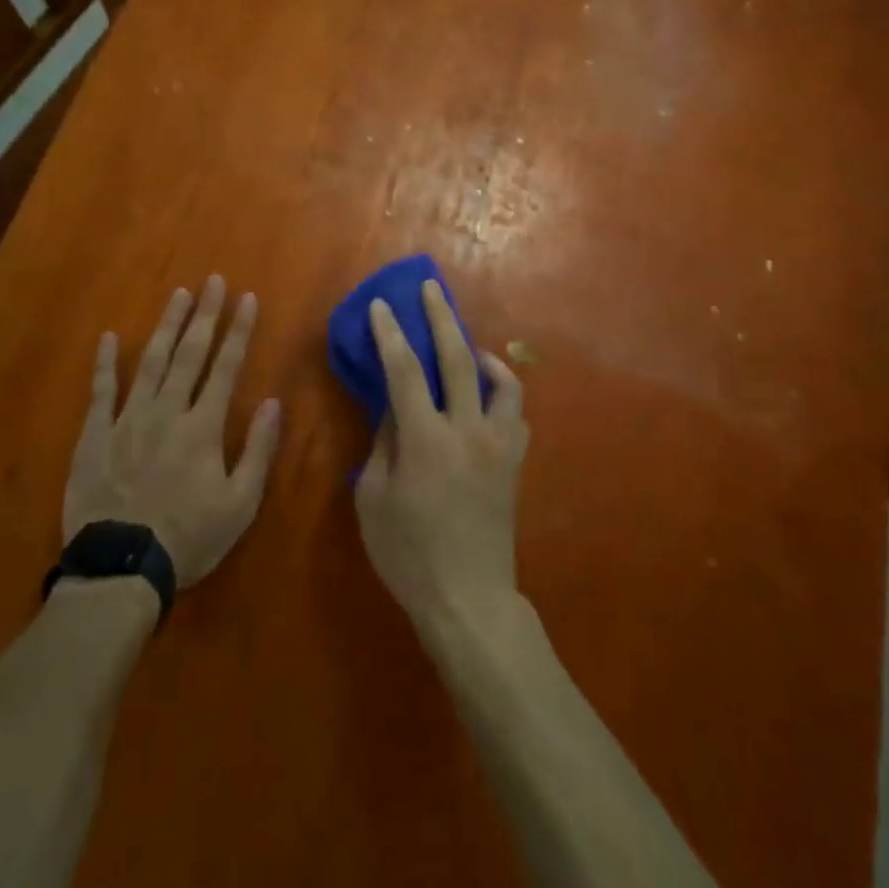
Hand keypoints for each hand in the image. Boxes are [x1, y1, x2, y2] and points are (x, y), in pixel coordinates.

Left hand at [64, 277, 281, 587]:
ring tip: (178, 295)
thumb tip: (274, 403)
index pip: (226, 366)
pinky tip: (107, 338)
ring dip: (166, 326)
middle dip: (205, 314)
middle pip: (189, 353)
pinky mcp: (95, 435)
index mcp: (203, 426)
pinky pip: (101, 392)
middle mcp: (167, 411)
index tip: (246, 298)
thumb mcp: (240, 504)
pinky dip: (104, 364)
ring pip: (150, 362)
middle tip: (213, 281)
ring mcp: (128, 420)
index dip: (238, 330)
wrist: (121, 568)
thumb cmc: (189, 537)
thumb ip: (258, 450)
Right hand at [356, 279, 528, 632]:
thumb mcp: (373, 499)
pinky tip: (487, 395)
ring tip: (467, 347)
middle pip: (457, 359)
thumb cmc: (409, 554)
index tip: (381, 305)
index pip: (404, 371)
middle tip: (430, 288)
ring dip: (482, 354)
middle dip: (440, 317)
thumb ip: (383, 444)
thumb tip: (393, 408)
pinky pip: (515, 413)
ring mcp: (498, 444)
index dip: (390, 333)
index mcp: (426, 439)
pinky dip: (502, 393)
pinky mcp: (514, 461)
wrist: (469, 599)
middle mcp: (468, 430)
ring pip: (502, 381)